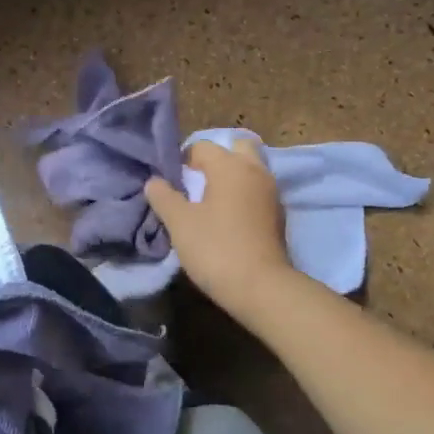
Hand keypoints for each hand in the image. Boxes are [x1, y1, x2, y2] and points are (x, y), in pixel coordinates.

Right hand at [144, 137, 291, 314]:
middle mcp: (255, 170)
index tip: (172, 184)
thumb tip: (154, 181)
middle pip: (237, 148)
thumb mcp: (179, 223)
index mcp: (230, 165)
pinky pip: (258, 191)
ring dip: (232, 178)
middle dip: (216, 160)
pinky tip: (229, 219)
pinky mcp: (279, 215)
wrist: (261, 287)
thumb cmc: (215, 248)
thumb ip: (163, 196)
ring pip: (250, 170)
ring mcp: (272, 192)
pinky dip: (244, 196)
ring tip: (210, 203)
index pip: (202, 146)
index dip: (182, 161)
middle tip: (197, 183)